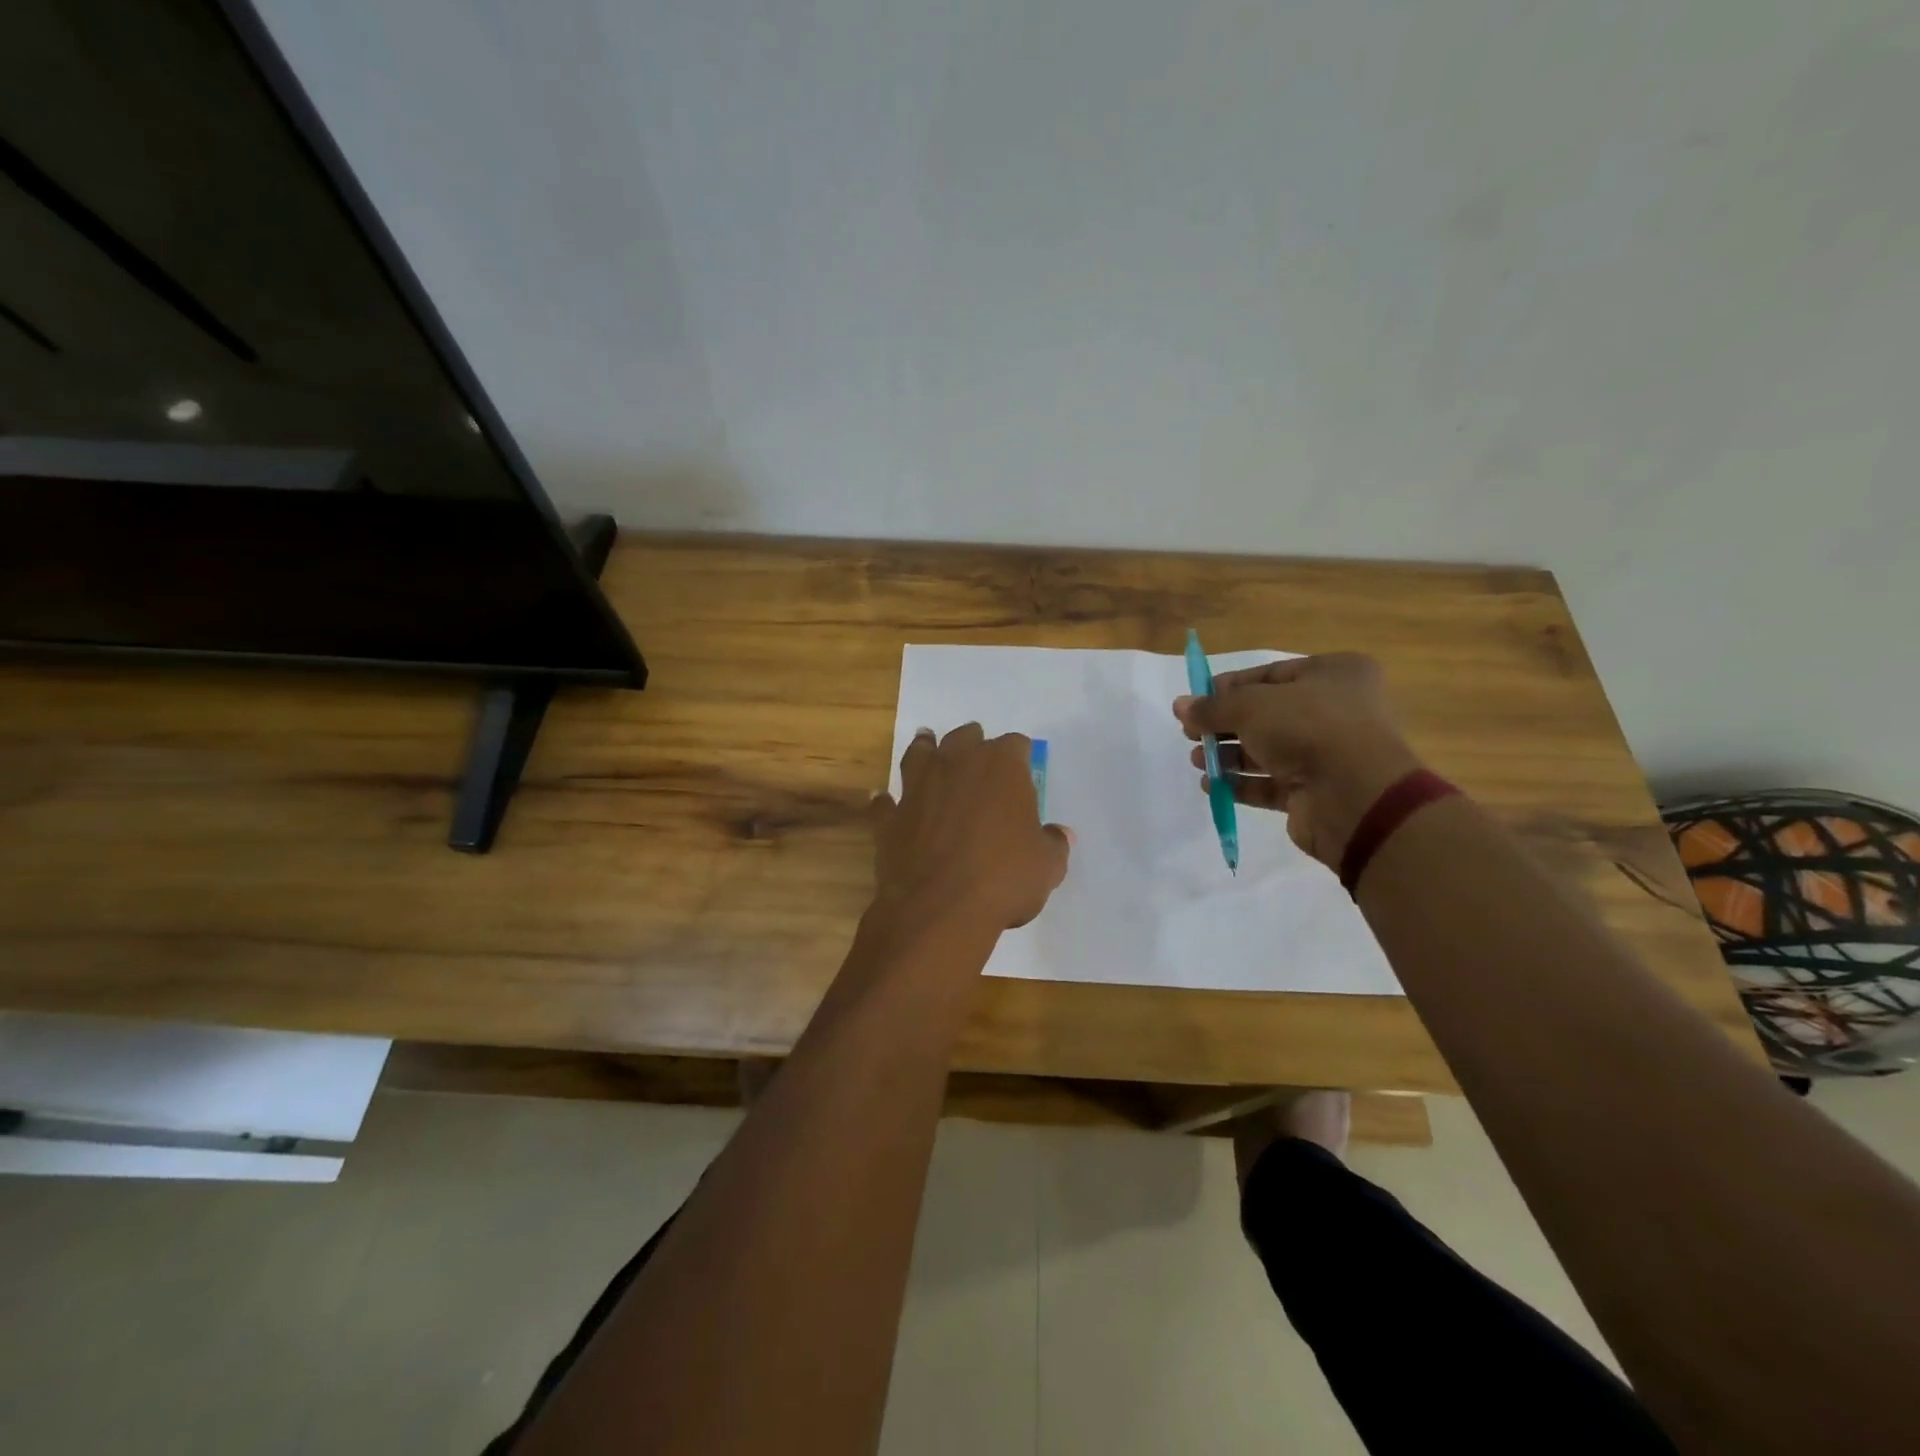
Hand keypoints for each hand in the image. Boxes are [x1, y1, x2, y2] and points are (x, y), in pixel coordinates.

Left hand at [872, 725, 1072, 930]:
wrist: (938, 907)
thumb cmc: (1003, 879)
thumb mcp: (1047, 866)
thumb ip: (1053, 844)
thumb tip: (1059, 835)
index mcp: (1001, 766)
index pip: (1015, 745)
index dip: (1020, 756)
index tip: (1023, 767)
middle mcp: (956, 764)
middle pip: (965, 737)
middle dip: (974, 743)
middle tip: (978, 753)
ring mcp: (918, 787)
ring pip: (920, 754)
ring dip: (925, 749)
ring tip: (927, 744)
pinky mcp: (890, 817)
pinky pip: (886, 801)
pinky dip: (889, 801)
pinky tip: (887, 801)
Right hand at [1173, 653, 1422, 868]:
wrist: (1354, 796)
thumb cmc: (1308, 728)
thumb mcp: (1250, 706)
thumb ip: (1212, 707)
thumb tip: (1180, 706)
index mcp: (1334, 675)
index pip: (1271, 674)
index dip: (1229, 687)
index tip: (1196, 701)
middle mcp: (1337, 711)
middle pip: (1267, 715)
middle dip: (1225, 725)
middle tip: (1191, 733)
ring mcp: (1328, 754)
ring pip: (1268, 750)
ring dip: (1229, 755)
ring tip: (1198, 760)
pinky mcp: (1316, 792)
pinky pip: (1271, 783)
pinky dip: (1241, 784)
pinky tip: (1212, 785)